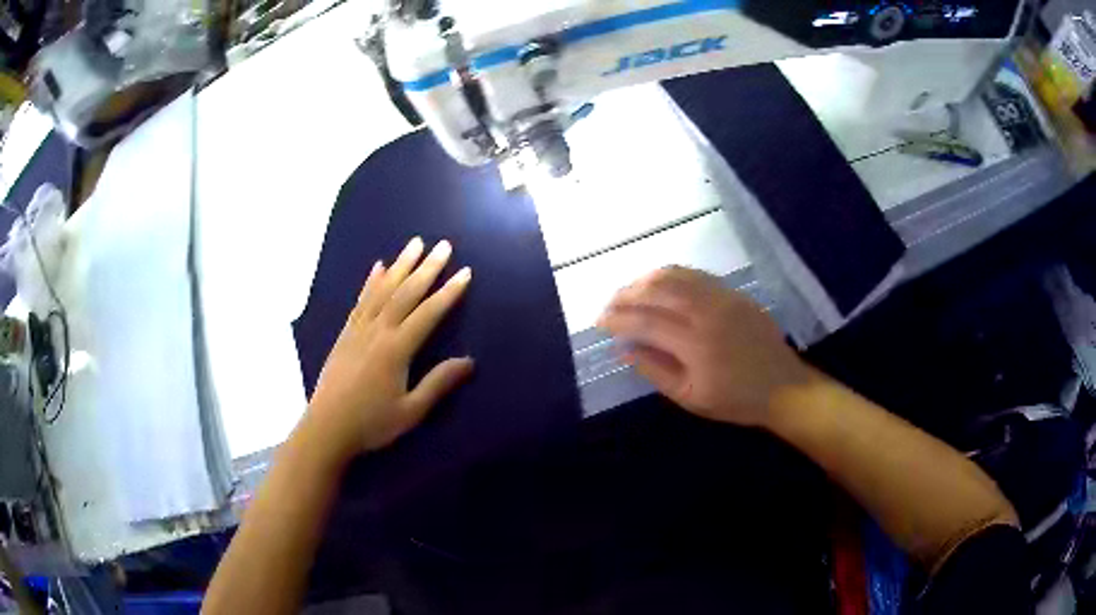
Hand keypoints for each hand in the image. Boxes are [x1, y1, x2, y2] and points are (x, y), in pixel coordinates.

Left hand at [305, 237, 473, 459]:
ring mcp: (359, 329)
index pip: (428, 313)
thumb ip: (438, 383)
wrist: (327, 427)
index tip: (464, 272)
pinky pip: (361, 300)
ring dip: (401, 265)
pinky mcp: (346, 333)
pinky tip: (379, 267)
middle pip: (406, 293)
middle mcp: (378, 331)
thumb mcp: (411, 411)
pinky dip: (372, 281)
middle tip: (444, 245)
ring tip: (415, 243)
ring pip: (383, 289)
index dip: (448, 292)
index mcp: (396, 349)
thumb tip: (469, 361)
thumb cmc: (371, 423)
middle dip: (427, 268)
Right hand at [598, 267, 810, 427]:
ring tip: (628, 290)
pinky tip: (659, 283)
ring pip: (676, 276)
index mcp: (695, 344)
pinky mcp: (733, 293)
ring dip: (645, 279)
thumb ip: (655, 370)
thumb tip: (623, 349)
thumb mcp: (689, 397)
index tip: (599, 322)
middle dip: (626, 295)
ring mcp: (722, 298)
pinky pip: (696, 275)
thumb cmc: (734, 400)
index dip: (618, 320)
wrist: (782, 386)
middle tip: (609, 304)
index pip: (646, 322)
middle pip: (657, 291)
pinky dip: (671, 275)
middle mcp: (707, 312)